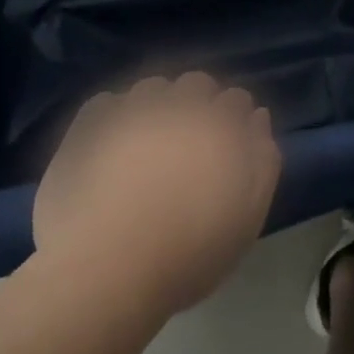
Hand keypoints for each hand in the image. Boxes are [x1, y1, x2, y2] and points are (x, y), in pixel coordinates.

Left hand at [33, 73, 281, 314]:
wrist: (104, 269)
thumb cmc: (187, 254)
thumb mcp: (247, 219)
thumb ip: (262, 161)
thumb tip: (257, 118)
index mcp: (222, 125)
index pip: (237, 100)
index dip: (234, 120)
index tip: (227, 146)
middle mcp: (180, 104)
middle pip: (197, 84)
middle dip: (199, 104)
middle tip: (189, 145)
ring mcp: (132, 107)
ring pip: (153, 88)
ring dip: (158, 106)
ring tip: (148, 144)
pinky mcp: (90, 120)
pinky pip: (109, 102)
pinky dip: (115, 117)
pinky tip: (111, 148)